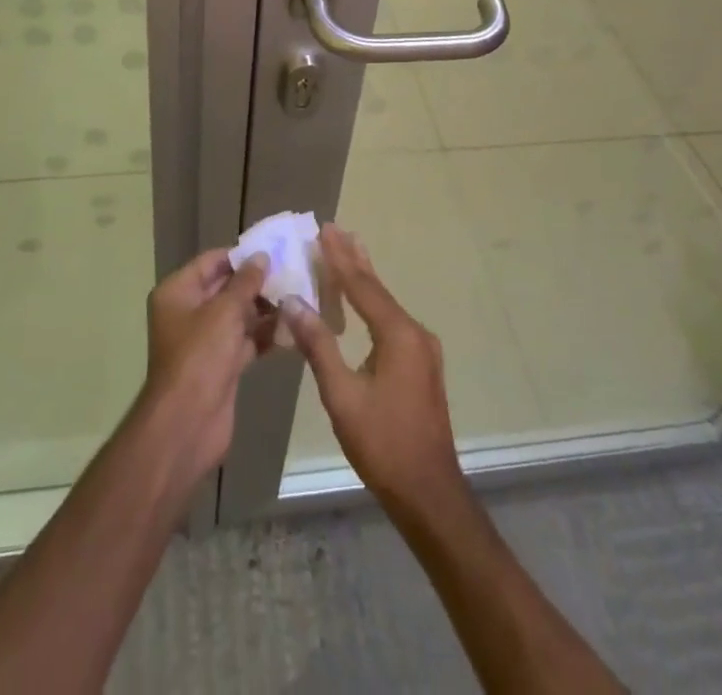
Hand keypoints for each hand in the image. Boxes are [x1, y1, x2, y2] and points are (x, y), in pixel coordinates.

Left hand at [138, 248, 271, 486]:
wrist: (187, 425)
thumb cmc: (200, 357)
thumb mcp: (224, 312)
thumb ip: (245, 282)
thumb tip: (262, 256)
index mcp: (178, 292)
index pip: (211, 262)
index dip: (241, 255)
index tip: (275, 249)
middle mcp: (188, 312)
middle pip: (226, 288)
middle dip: (257, 282)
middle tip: (294, 272)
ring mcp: (205, 340)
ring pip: (239, 315)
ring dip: (265, 309)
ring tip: (300, 296)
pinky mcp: (221, 364)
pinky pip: (245, 340)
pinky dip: (265, 334)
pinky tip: (293, 327)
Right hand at [281, 224, 464, 512]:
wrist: (429, 492)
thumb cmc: (382, 443)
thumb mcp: (342, 395)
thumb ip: (319, 345)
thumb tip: (293, 303)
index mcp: (398, 334)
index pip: (362, 285)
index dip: (339, 257)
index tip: (324, 229)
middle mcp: (414, 333)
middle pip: (377, 288)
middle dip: (354, 258)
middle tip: (335, 229)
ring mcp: (422, 349)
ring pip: (386, 304)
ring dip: (363, 279)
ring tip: (348, 251)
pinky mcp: (421, 365)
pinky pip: (391, 322)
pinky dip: (372, 303)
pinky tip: (362, 302)